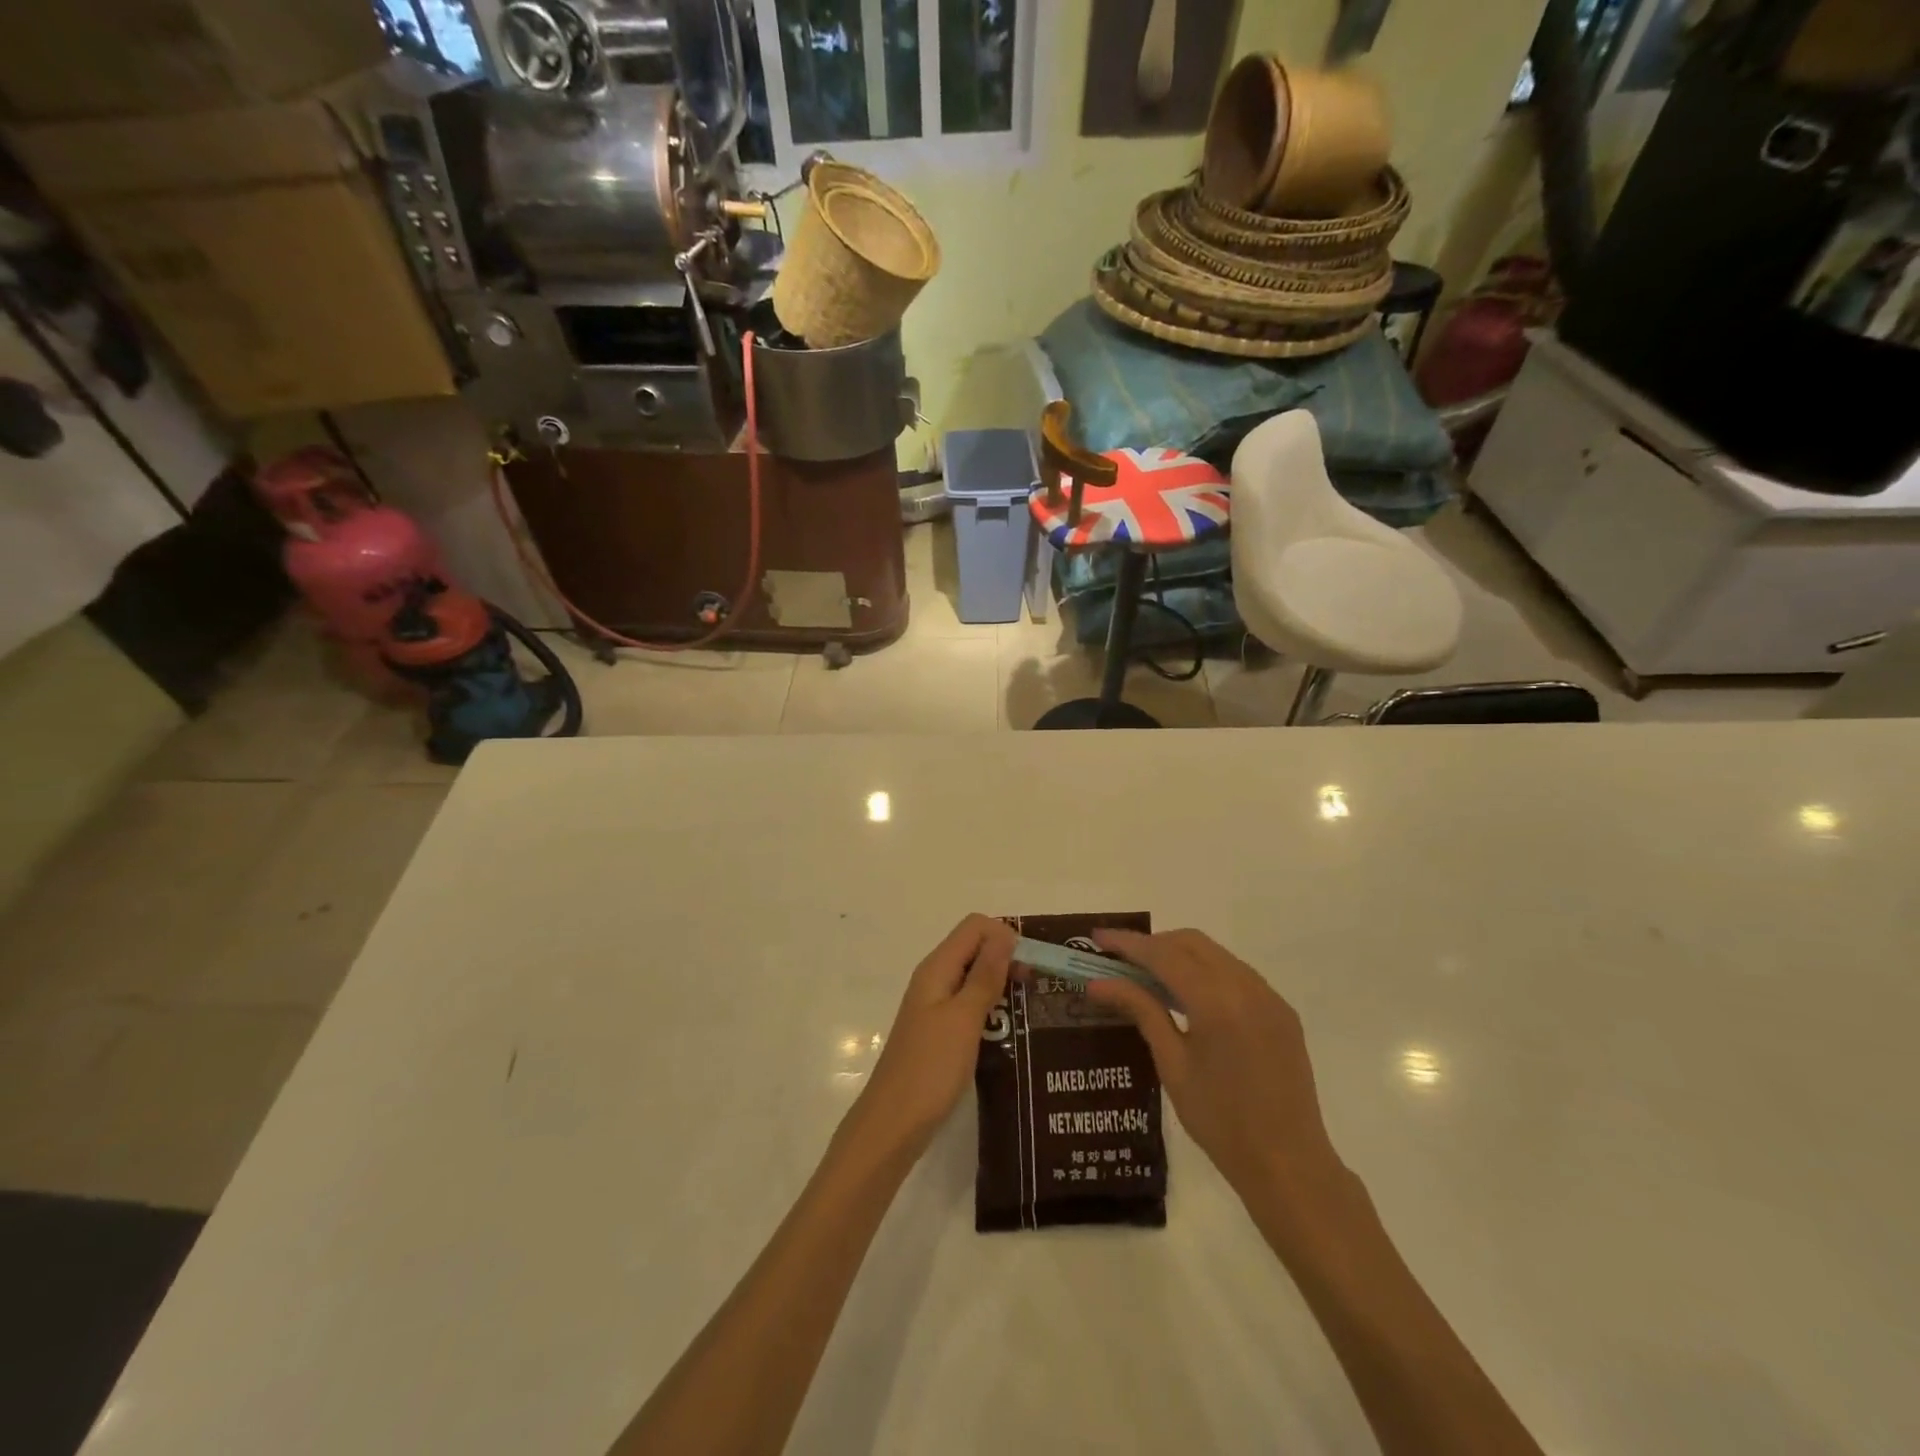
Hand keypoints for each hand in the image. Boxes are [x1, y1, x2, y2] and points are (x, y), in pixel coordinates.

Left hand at [848, 915, 1014, 1157]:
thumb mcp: (964, 1019)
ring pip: (973, 976)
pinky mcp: (939, 1031)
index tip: (1030, 965)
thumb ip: (985, 975)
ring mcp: (935, 1006)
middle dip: (1006, 958)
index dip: (1005, 936)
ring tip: (1029, 1008)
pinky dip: (990, 1007)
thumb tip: (1005, 935)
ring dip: (1000, 983)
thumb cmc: (930, 1069)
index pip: (974, 926)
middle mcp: (934, 979)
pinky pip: (969, 1003)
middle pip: (974, 948)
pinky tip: (1009, 1029)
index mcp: (937, 968)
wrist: (893, 1125)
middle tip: (1036, 987)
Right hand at [1085, 928, 1346, 1216]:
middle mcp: (1247, 987)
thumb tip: (1099, 983)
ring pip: (1216, 954)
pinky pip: (1237, 974)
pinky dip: (1206, 971)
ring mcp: (1269, 997)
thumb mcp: (1172, 1065)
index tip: (1097, 938)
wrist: (1289, 1166)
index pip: (1164, 955)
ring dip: (1180, 954)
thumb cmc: (1220, 1122)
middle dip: (1154, 943)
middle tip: (1119, 958)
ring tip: (1148, 975)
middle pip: (1191, 943)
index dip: (1128, 943)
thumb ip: (1141, 1011)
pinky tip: (1188, 995)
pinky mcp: (1281, 1011)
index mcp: (1217, 1002)